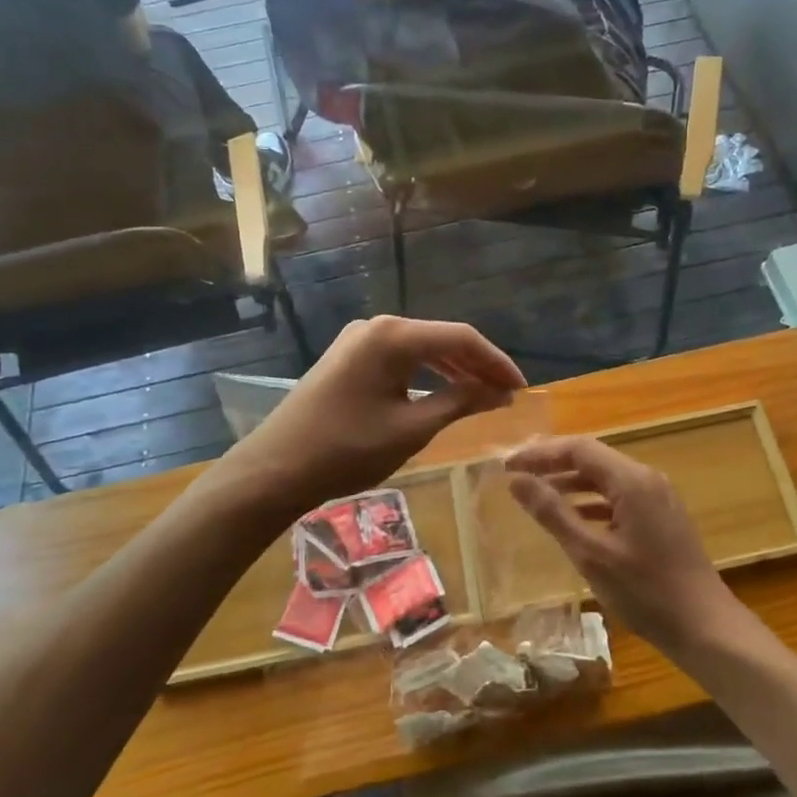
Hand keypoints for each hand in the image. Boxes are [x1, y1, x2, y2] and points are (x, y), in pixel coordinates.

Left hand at [227, 316, 525, 510]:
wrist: (275, 469)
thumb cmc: (347, 450)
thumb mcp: (412, 429)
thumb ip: (460, 402)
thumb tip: (499, 392)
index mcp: (393, 336)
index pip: (461, 338)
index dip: (497, 362)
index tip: (522, 388)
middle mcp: (377, 326)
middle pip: (442, 339)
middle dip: (478, 366)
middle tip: (507, 395)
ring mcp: (359, 340)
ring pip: (421, 348)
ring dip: (454, 370)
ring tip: (484, 395)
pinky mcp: (348, 357)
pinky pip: (400, 358)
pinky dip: (426, 373)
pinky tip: (445, 391)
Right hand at [505, 435, 747, 655]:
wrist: (705, 627)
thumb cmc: (645, 592)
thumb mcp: (591, 553)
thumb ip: (553, 513)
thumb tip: (517, 481)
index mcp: (632, 480)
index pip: (578, 448)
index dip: (540, 453)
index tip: (507, 465)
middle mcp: (647, 479)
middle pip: (592, 458)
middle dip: (553, 464)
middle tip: (516, 474)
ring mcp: (658, 497)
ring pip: (606, 478)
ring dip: (570, 483)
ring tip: (535, 494)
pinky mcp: (661, 517)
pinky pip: (619, 497)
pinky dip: (591, 502)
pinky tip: (572, 519)